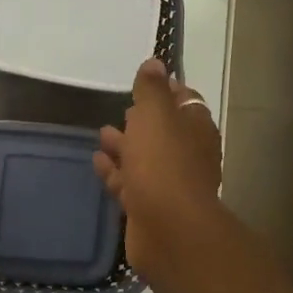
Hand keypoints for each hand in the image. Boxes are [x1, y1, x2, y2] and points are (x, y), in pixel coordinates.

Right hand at [93, 58, 221, 274]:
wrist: (169, 229)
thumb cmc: (163, 162)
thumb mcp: (156, 115)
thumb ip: (152, 89)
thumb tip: (155, 62)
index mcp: (196, 128)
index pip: (186, 101)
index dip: (167, 90)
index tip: (145, 83)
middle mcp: (187, 155)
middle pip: (164, 131)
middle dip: (143, 120)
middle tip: (123, 108)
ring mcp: (170, 184)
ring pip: (145, 158)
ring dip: (125, 145)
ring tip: (102, 133)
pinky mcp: (150, 208)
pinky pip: (130, 183)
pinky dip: (115, 171)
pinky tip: (97, 161)